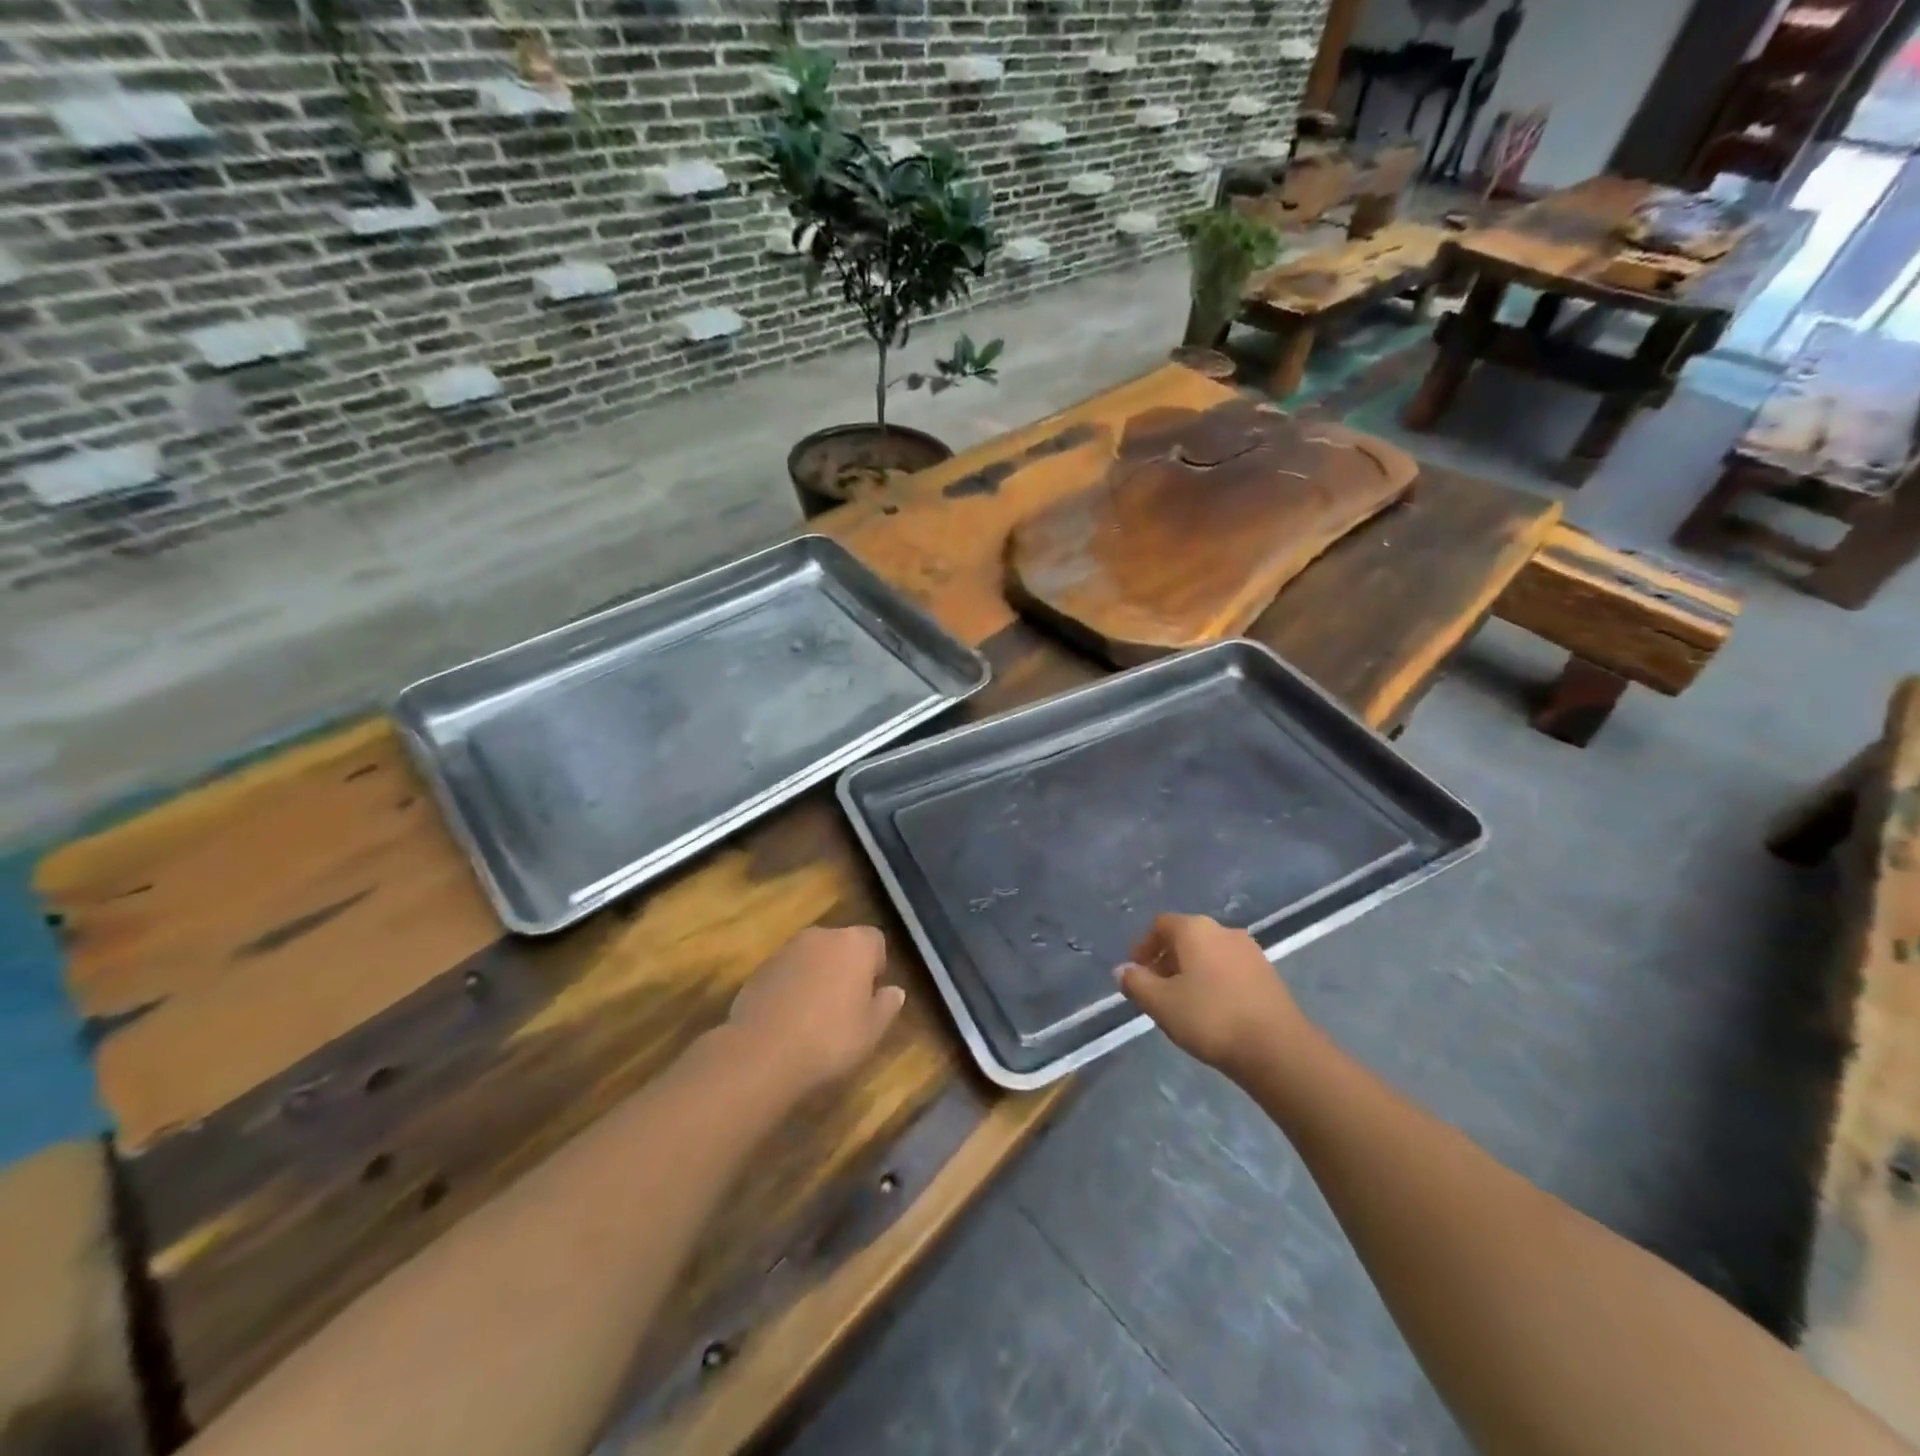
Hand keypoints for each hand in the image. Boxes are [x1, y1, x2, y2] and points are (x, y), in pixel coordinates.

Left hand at [728, 927, 904, 1094]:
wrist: (761, 1054)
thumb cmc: (829, 1040)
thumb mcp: (871, 1031)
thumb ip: (887, 1006)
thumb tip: (894, 991)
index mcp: (854, 944)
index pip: (875, 940)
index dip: (876, 965)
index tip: (872, 993)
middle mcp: (821, 936)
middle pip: (842, 944)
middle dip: (845, 967)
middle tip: (846, 1005)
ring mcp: (786, 950)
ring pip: (812, 957)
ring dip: (817, 975)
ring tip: (815, 1014)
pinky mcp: (759, 969)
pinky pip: (787, 971)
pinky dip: (791, 986)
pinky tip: (788, 1019)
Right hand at [1117, 914, 1307, 1077]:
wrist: (1278, 1049)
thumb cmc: (1210, 1018)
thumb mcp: (1161, 1003)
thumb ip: (1136, 983)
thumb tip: (1122, 970)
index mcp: (1195, 929)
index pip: (1160, 925)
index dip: (1143, 946)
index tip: (1136, 973)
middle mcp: (1223, 930)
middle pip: (1185, 937)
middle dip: (1166, 960)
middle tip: (1155, 990)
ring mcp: (1250, 951)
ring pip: (1208, 954)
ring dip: (1190, 972)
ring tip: (1182, 1004)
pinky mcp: (1268, 974)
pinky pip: (1229, 969)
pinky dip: (1213, 981)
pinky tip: (1212, 1011)